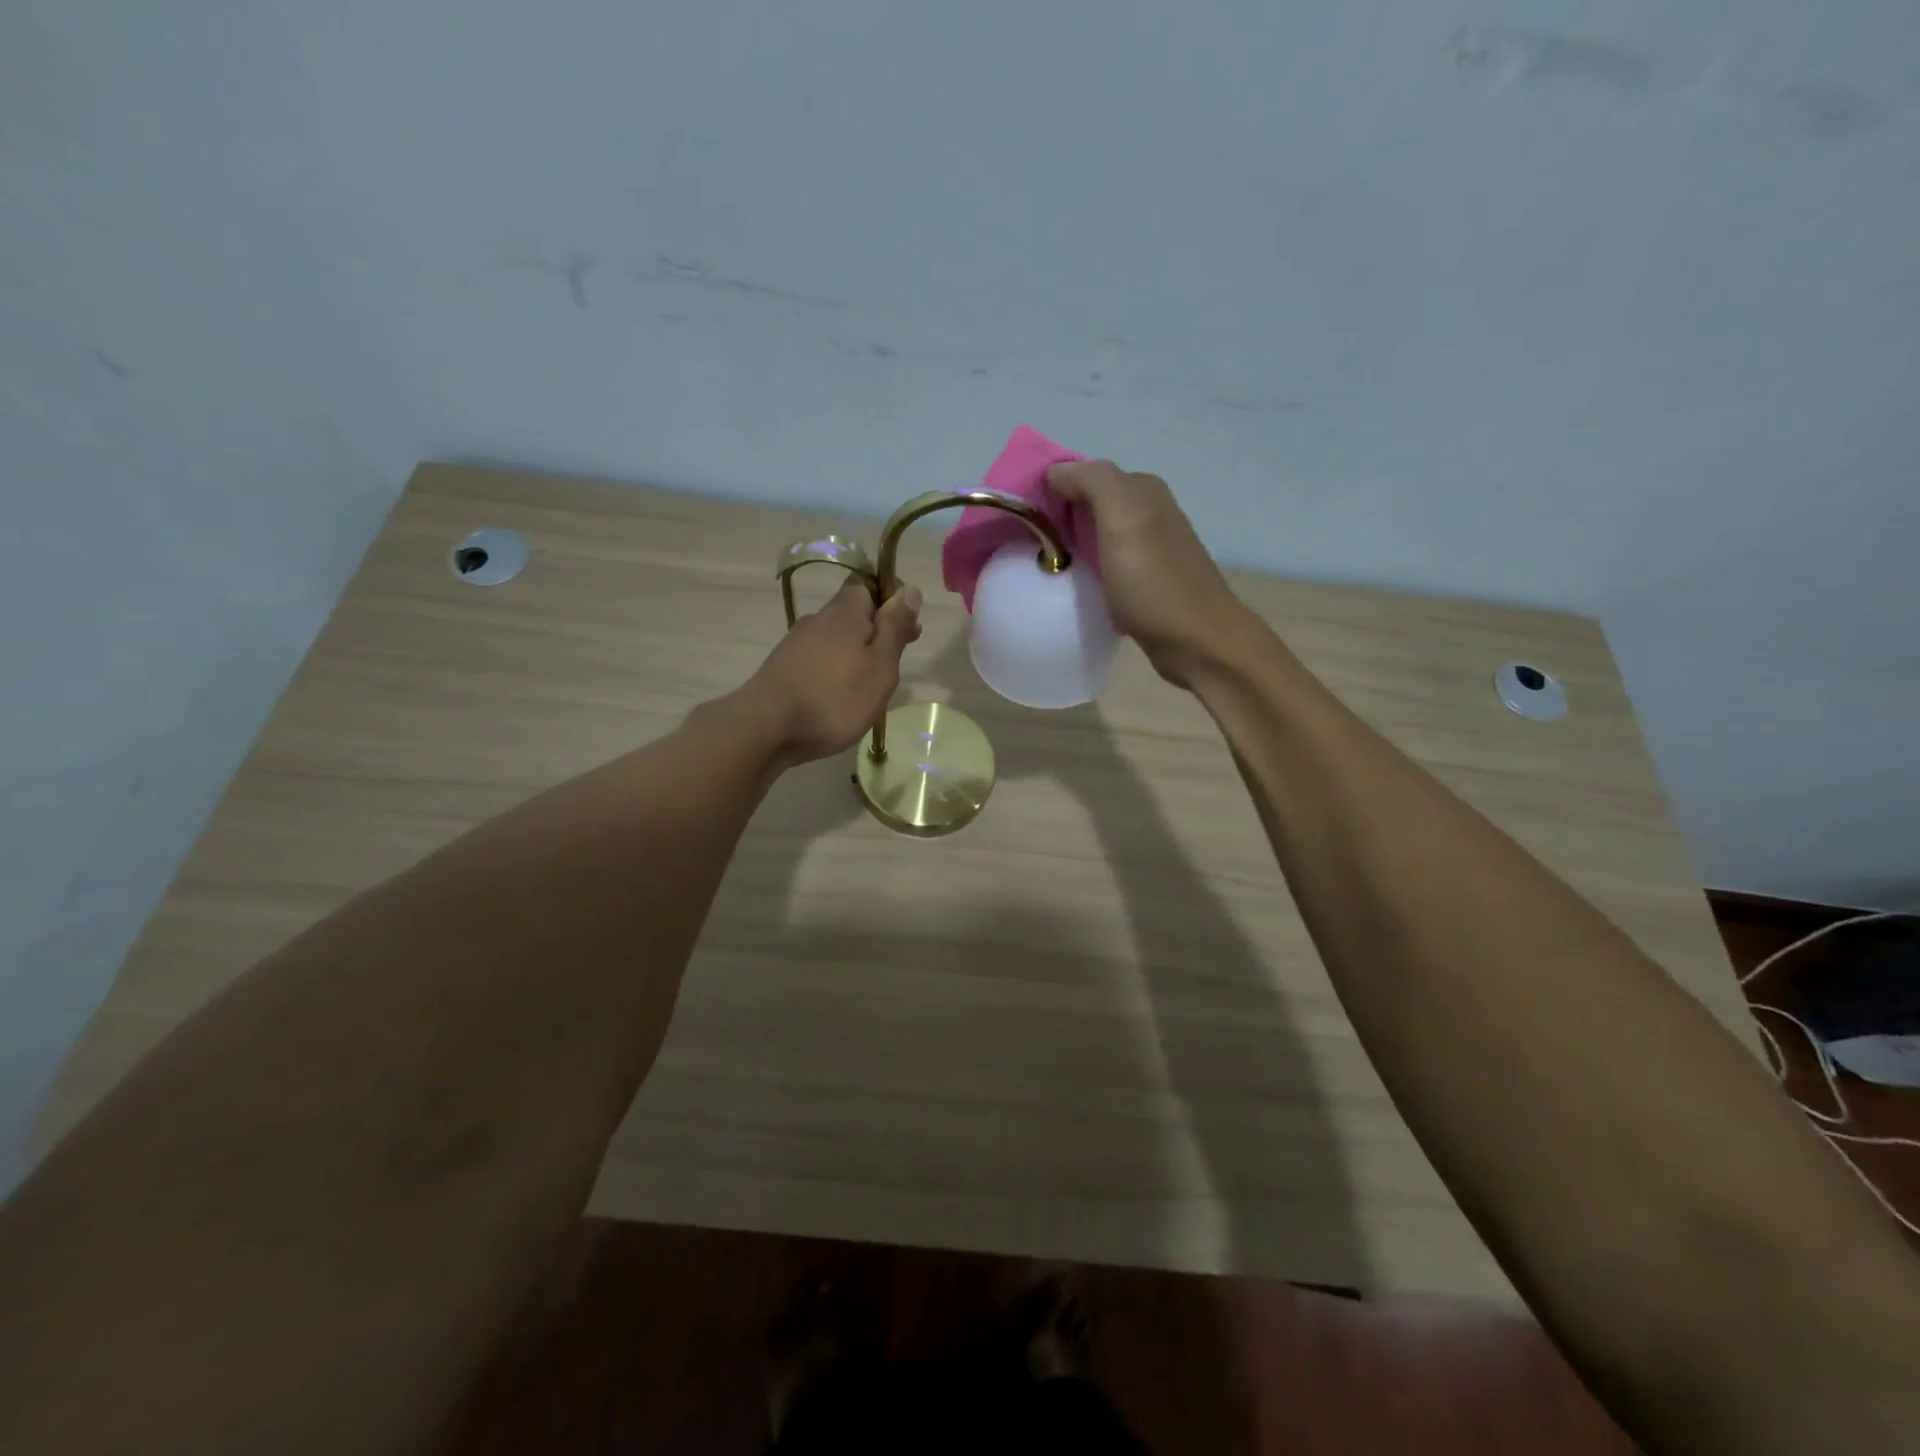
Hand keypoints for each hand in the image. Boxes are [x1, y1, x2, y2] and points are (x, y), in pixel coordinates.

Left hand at [738, 576, 922, 765]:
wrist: (766, 728)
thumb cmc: (835, 697)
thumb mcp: (880, 665)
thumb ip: (895, 628)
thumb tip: (909, 590)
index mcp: (844, 611)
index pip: (869, 583)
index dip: (892, 599)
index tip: (908, 629)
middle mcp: (818, 619)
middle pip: (853, 613)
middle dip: (877, 631)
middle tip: (894, 664)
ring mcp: (796, 644)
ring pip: (836, 639)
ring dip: (856, 654)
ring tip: (869, 687)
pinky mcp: (784, 668)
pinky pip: (819, 660)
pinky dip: (835, 671)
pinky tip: (839, 697)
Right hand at [1048, 461, 1255, 688]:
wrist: (1197, 642)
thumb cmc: (1155, 581)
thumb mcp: (1122, 517)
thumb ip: (1092, 482)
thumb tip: (1056, 471)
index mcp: (1142, 490)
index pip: (1084, 475)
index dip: (1051, 490)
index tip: (1023, 518)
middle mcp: (1149, 512)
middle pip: (1090, 505)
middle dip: (1058, 519)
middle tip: (1026, 545)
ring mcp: (1150, 549)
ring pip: (1097, 536)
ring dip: (1071, 547)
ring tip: (1043, 567)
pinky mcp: (1147, 582)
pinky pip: (1107, 565)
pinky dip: (1088, 571)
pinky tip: (1075, 587)